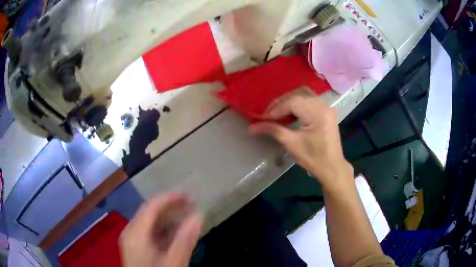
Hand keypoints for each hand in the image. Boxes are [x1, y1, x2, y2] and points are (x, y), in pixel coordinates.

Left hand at [120, 193, 201, 266]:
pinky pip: (148, 231)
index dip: (170, 198)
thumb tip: (198, 216)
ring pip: (149, 221)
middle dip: (170, 207)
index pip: (151, 206)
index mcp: (136, 232)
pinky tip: (174, 233)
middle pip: (149, 212)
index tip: (189, 196)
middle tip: (190, 206)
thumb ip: (185, 239)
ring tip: (185, 218)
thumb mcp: (174, 262)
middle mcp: (130, 231)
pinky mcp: (135, 246)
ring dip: (167, 218)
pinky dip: (162, 229)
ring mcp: (131, 239)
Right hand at [250, 88, 352, 188]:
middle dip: (280, 103)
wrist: (332, 168)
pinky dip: (297, 104)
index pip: (292, 102)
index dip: (276, 109)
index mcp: (318, 113)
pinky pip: (309, 100)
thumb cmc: (313, 158)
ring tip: (277, 113)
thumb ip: (273, 130)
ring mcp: (326, 107)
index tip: (263, 119)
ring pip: (303, 94)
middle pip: (297, 94)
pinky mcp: (326, 111)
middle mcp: (323, 105)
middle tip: (268, 115)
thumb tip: (252, 127)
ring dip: (288, 101)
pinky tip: (290, 114)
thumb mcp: (291, 144)